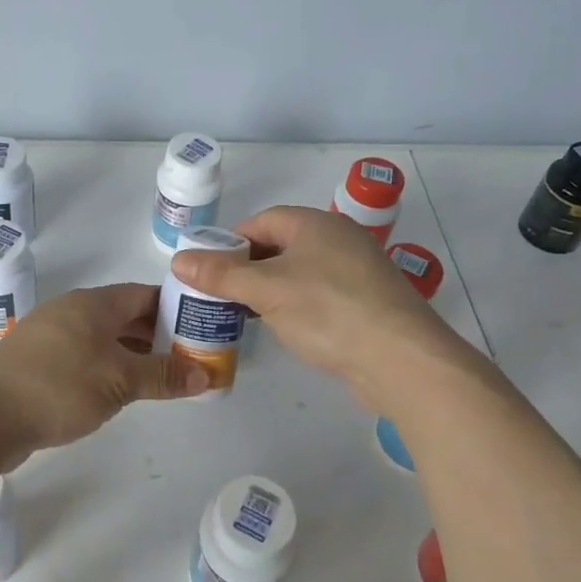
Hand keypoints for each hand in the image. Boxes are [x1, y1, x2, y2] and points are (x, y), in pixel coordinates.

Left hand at [0, 283, 209, 462]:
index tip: (202, 327)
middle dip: (158, 334)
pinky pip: (84, 357)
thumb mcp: (119, 381)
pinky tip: (120, 391)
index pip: (144, 294)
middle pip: (125, 315)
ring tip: (164, 376)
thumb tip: (205, 375)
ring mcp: (51, 337)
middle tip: (191, 356)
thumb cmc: (58, 387)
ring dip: (133, 354)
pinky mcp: (37, 363)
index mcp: (93, 303)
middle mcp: (72, 312)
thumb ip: (162, 376)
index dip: (175, 307)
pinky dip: (108, 368)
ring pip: (104, 338)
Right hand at [171, 206, 473, 404]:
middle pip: (280, 246)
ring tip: (243, 314)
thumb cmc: (328, 311)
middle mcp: (338, 239)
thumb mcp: (265, 290)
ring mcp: (356, 272)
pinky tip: (283, 328)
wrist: (401, 360)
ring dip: (270, 290)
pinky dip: (296, 306)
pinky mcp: (366, 303)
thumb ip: (221, 274)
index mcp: (315, 224)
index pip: (261, 222)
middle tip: (219, 295)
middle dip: (247, 268)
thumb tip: (178, 259)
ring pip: (299, 273)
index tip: (207, 270)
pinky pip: (319, 295)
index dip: (230, 242)